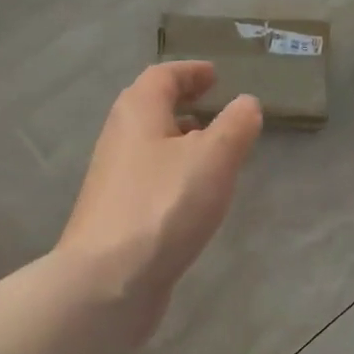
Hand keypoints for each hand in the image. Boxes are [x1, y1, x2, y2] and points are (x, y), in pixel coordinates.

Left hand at [59, 63, 262, 342]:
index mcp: (138, 112)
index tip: (216, 75)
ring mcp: (114, 178)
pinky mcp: (117, 213)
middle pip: (151, 107)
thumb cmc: (163, 205)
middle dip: (184, 103)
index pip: (163, 76)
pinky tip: (195, 195)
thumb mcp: (213, 157)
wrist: (107, 281)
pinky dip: (174, 171)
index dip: (191, 72)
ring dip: (180, 138)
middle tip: (216, 107)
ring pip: (151, 144)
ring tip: (214, 150)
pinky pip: (150, 176)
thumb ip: (236, 124)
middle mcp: (120, 137)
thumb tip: (246, 103)